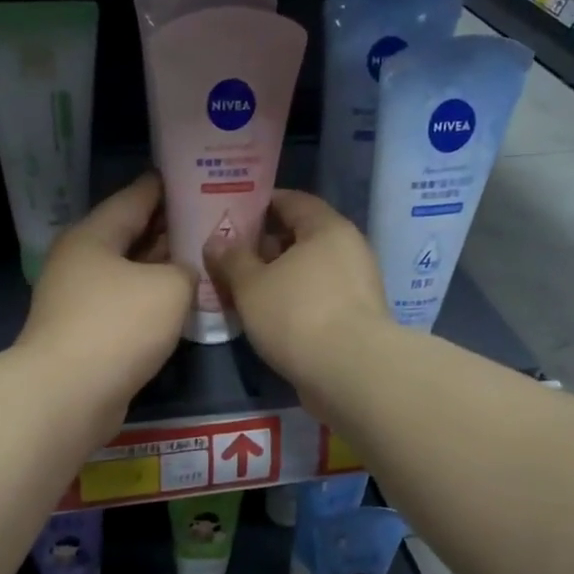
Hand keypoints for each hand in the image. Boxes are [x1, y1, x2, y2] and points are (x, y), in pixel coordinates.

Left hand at [20, 172, 195, 430]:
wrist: (69, 395)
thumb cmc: (118, 327)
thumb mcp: (169, 288)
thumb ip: (186, 270)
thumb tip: (181, 274)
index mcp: (93, 235)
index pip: (135, 197)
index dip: (168, 185)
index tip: (198, 176)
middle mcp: (81, 262)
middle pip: (131, 235)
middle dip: (169, 229)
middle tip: (211, 221)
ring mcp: (79, 301)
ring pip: (130, 274)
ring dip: (162, 269)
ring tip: (203, 261)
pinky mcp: (86, 335)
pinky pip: (126, 307)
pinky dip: (152, 302)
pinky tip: (181, 306)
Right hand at [204, 190, 389, 400]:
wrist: (349, 372)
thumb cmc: (297, 315)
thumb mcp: (251, 285)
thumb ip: (231, 260)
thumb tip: (216, 241)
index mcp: (327, 228)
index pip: (292, 201)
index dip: (261, 205)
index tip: (233, 216)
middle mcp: (349, 249)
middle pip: (302, 237)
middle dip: (267, 246)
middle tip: (232, 258)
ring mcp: (357, 286)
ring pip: (310, 272)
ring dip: (280, 278)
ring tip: (246, 291)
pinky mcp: (357, 319)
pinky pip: (319, 299)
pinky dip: (295, 302)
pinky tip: (271, 318)